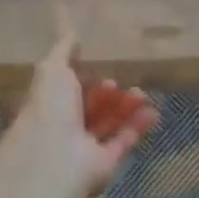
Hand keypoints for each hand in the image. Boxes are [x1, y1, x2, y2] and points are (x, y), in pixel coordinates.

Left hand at [0, 24, 158, 197]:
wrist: (55, 158)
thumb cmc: (50, 109)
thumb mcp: (51, 70)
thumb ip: (62, 51)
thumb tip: (72, 33)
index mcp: (46, 105)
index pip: (67, 90)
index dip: (84, 78)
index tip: (100, 66)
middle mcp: (63, 127)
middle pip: (90, 106)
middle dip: (108, 93)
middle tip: (119, 83)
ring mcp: (83, 147)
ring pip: (109, 122)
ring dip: (125, 107)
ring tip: (141, 94)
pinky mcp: (104, 164)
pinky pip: (123, 141)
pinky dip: (137, 126)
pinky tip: (152, 111)